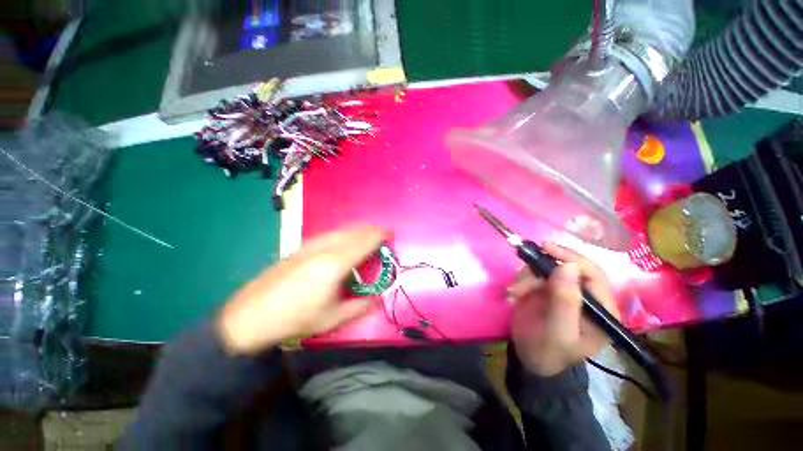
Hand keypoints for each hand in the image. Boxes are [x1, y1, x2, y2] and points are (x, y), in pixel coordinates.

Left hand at [217, 226, 386, 354]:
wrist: (251, 316)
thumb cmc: (296, 318)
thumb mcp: (333, 318)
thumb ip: (360, 307)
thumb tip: (377, 301)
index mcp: (336, 264)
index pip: (364, 242)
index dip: (380, 235)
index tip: (391, 234)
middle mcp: (325, 248)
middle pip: (354, 232)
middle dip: (371, 230)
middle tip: (382, 235)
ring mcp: (311, 245)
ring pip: (341, 230)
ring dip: (357, 230)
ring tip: (366, 236)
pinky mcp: (300, 248)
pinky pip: (329, 234)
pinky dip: (343, 234)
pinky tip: (343, 241)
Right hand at [509, 243, 619, 375]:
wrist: (529, 358)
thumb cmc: (548, 351)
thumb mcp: (557, 331)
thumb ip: (565, 301)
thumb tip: (568, 265)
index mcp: (601, 309)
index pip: (593, 274)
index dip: (571, 257)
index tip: (545, 248)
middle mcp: (585, 295)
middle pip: (567, 267)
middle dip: (541, 271)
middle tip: (521, 280)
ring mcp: (564, 291)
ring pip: (546, 269)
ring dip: (527, 277)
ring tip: (514, 293)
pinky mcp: (546, 289)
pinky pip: (534, 274)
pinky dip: (522, 280)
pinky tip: (514, 293)